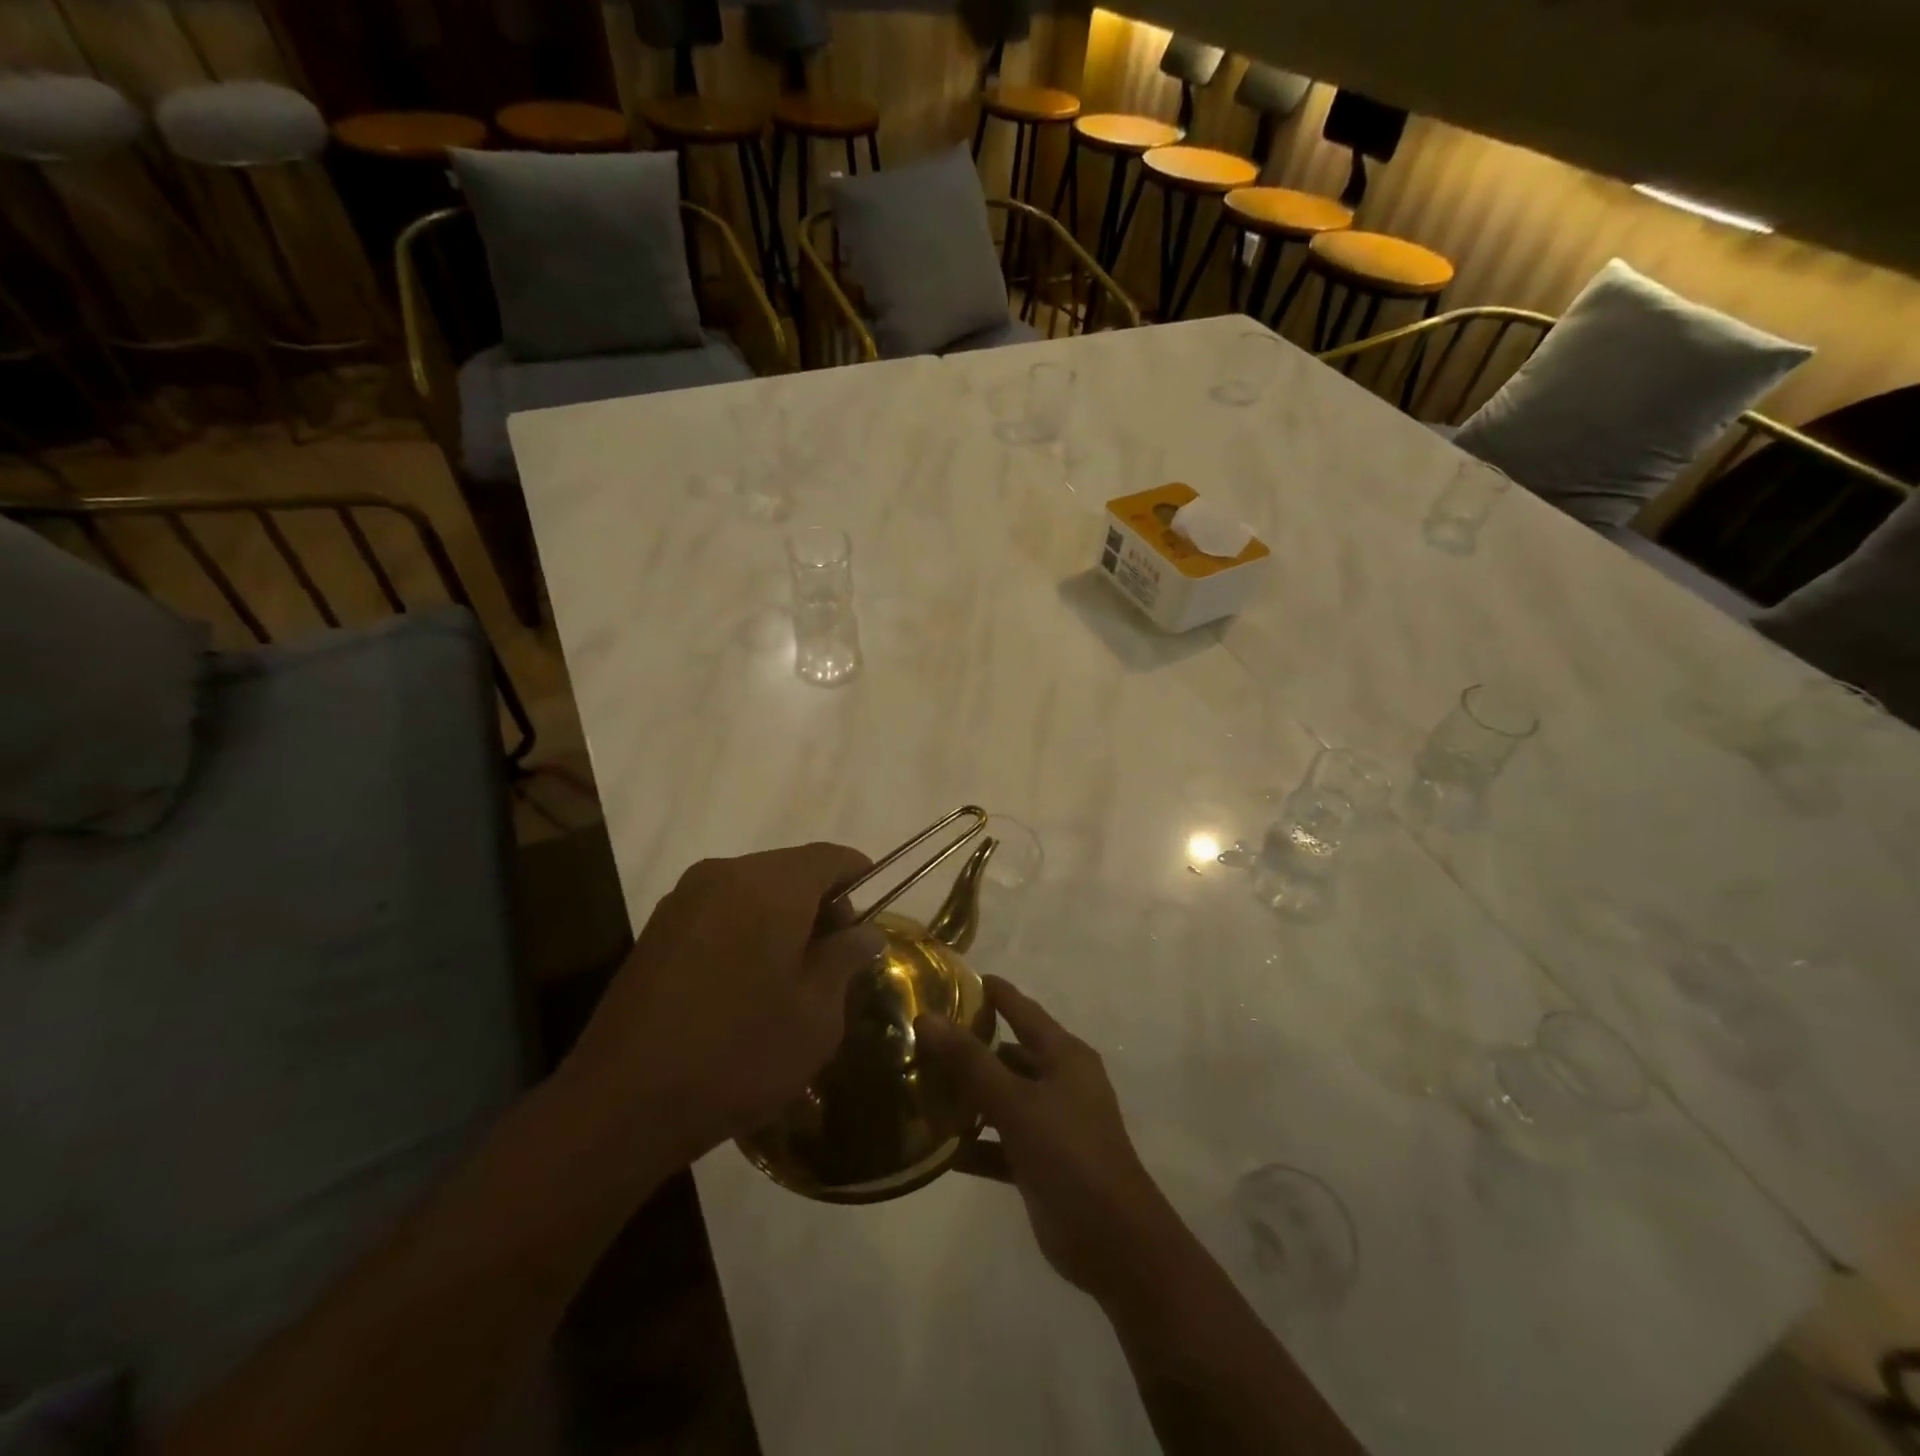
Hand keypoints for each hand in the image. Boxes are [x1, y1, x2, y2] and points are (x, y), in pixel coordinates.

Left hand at [565, 844, 886, 1170]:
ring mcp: (685, 899)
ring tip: (794, 972)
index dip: (860, 877)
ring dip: (784, 915)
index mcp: (770, 886)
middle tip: (838, 955)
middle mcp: (724, 874)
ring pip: (754, 888)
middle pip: (791, 869)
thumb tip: (865, 933)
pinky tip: (749, 979)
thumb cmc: (738, 1054)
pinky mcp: (659, 927)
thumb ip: (845, 960)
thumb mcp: (815, 1015)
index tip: (876, 913)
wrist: (622, 1104)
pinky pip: (722, 908)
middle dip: (822, 902)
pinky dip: (748, 926)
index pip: (830, 858)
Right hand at [915, 976, 1182, 1309]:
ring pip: (1003, 1098)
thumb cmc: (1070, 1155)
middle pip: (1009, 1053)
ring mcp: (1052, 1123)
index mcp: (1065, 1056)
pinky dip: (976, 1144)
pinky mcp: (1042, 1162)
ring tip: (921, 1087)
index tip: (953, 978)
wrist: (1114, 1243)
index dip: (993, 993)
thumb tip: (928, 1018)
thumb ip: (971, 1062)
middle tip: (924, 1038)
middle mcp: (1060, 1082)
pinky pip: (1001, 1142)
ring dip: (969, 1097)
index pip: (1023, 1010)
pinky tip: (939, 1149)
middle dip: (971, 1047)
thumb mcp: (1017, 1103)